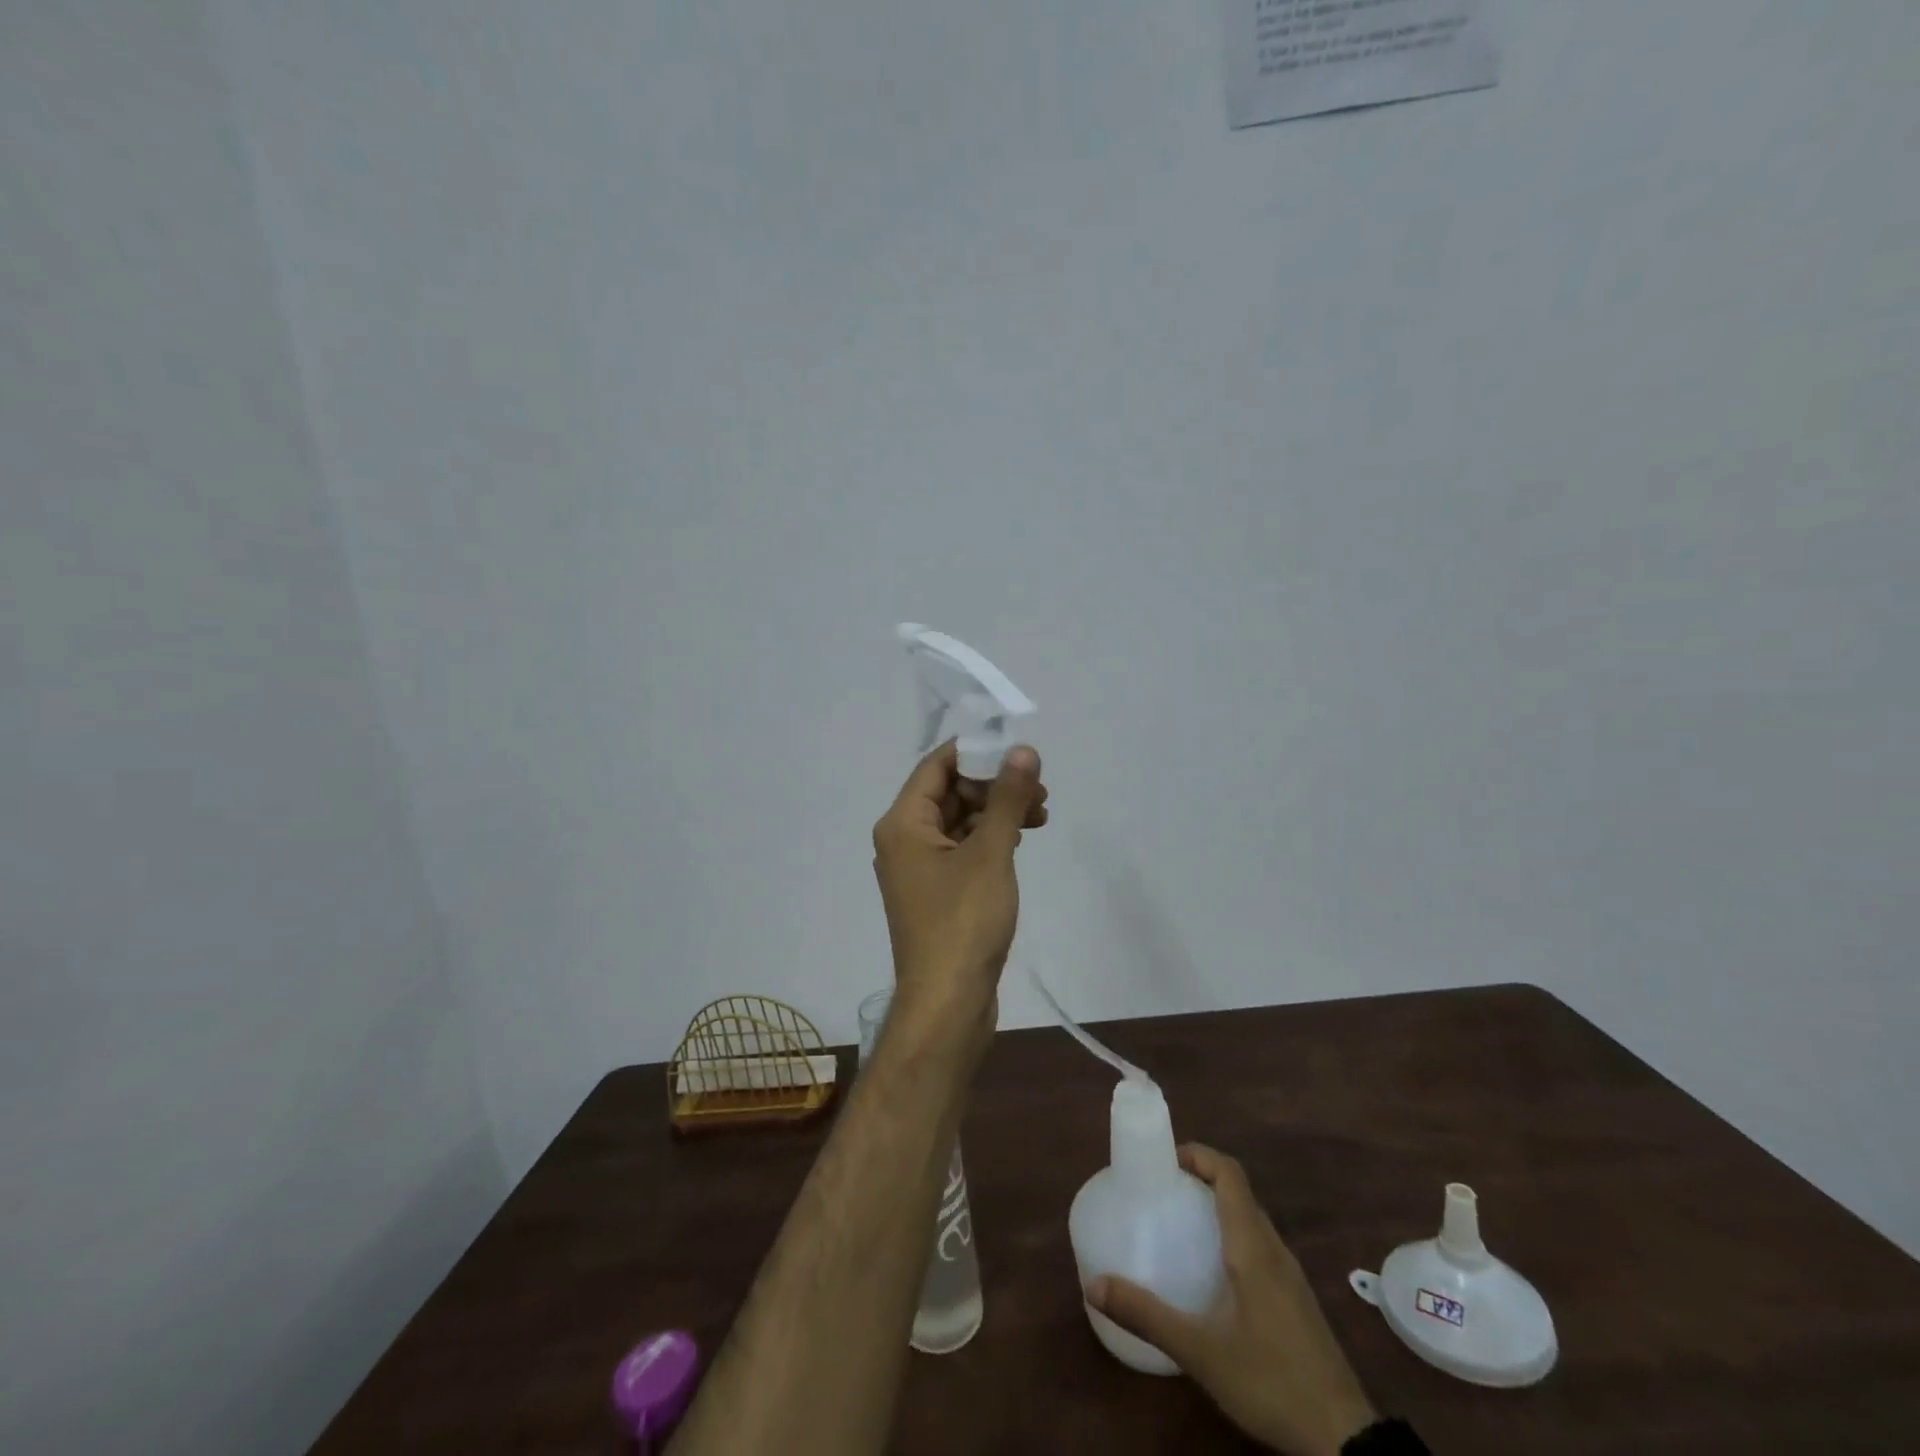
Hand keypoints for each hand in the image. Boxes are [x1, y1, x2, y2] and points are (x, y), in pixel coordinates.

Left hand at [871, 740, 1046, 1038]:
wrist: (948, 1003)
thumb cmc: (963, 922)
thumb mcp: (990, 853)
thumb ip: (1007, 798)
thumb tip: (1023, 750)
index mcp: (903, 823)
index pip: (936, 765)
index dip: (977, 752)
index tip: (1018, 751)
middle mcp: (904, 840)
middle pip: (949, 792)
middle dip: (994, 784)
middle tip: (1039, 789)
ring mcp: (919, 868)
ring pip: (959, 821)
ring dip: (997, 812)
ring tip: (1041, 814)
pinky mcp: (937, 892)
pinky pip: (962, 849)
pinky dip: (990, 839)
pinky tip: (1021, 839)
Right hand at [1087, 1145, 1377, 1455]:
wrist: (1345, 1441)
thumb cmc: (1271, 1382)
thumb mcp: (1201, 1353)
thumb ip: (1147, 1316)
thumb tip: (1093, 1285)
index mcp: (1253, 1246)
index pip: (1230, 1174)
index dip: (1200, 1155)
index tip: (1165, 1160)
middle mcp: (1275, 1249)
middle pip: (1240, 1192)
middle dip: (1202, 1179)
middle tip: (1164, 1190)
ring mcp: (1291, 1275)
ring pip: (1253, 1220)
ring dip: (1219, 1207)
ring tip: (1182, 1224)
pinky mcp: (1297, 1300)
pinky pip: (1262, 1245)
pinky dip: (1234, 1235)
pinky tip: (1215, 1272)